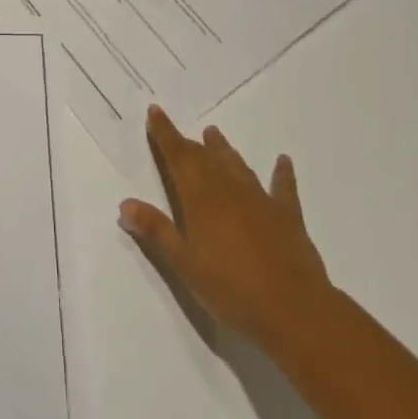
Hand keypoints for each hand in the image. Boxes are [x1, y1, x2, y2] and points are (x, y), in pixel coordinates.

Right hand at [119, 105, 335, 351]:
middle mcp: (228, 189)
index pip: (177, 157)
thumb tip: (125, 204)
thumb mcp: (184, 264)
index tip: (155, 111)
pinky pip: (282, 187)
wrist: (292, 308)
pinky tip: (283, 161)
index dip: (165, 133)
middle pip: (205, 158)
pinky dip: (281, 173)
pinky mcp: (287, 215)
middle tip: (179, 133)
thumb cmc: (230, 288)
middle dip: (189, 144)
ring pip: (237, 166)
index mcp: (200, 197)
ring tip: (214, 133)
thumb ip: (156, 230)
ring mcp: (260, 199)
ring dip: (224, 150)